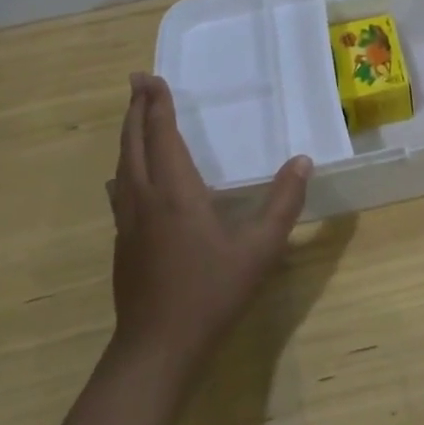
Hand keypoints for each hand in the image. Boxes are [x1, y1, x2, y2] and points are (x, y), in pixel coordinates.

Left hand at [108, 73, 311, 379]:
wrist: (157, 348)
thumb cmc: (211, 293)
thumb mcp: (260, 249)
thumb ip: (283, 203)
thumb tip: (303, 161)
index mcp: (175, 192)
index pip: (161, 135)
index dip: (156, 104)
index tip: (151, 77)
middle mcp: (144, 198)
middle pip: (133, 143)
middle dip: (136, 109)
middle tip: (137, 82)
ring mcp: (127, 221)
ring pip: (122, 165)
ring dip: (128, 135)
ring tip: (134, 117)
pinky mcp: (122, 242)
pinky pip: (120, 188)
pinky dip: (126, 165)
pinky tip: (127, 176)